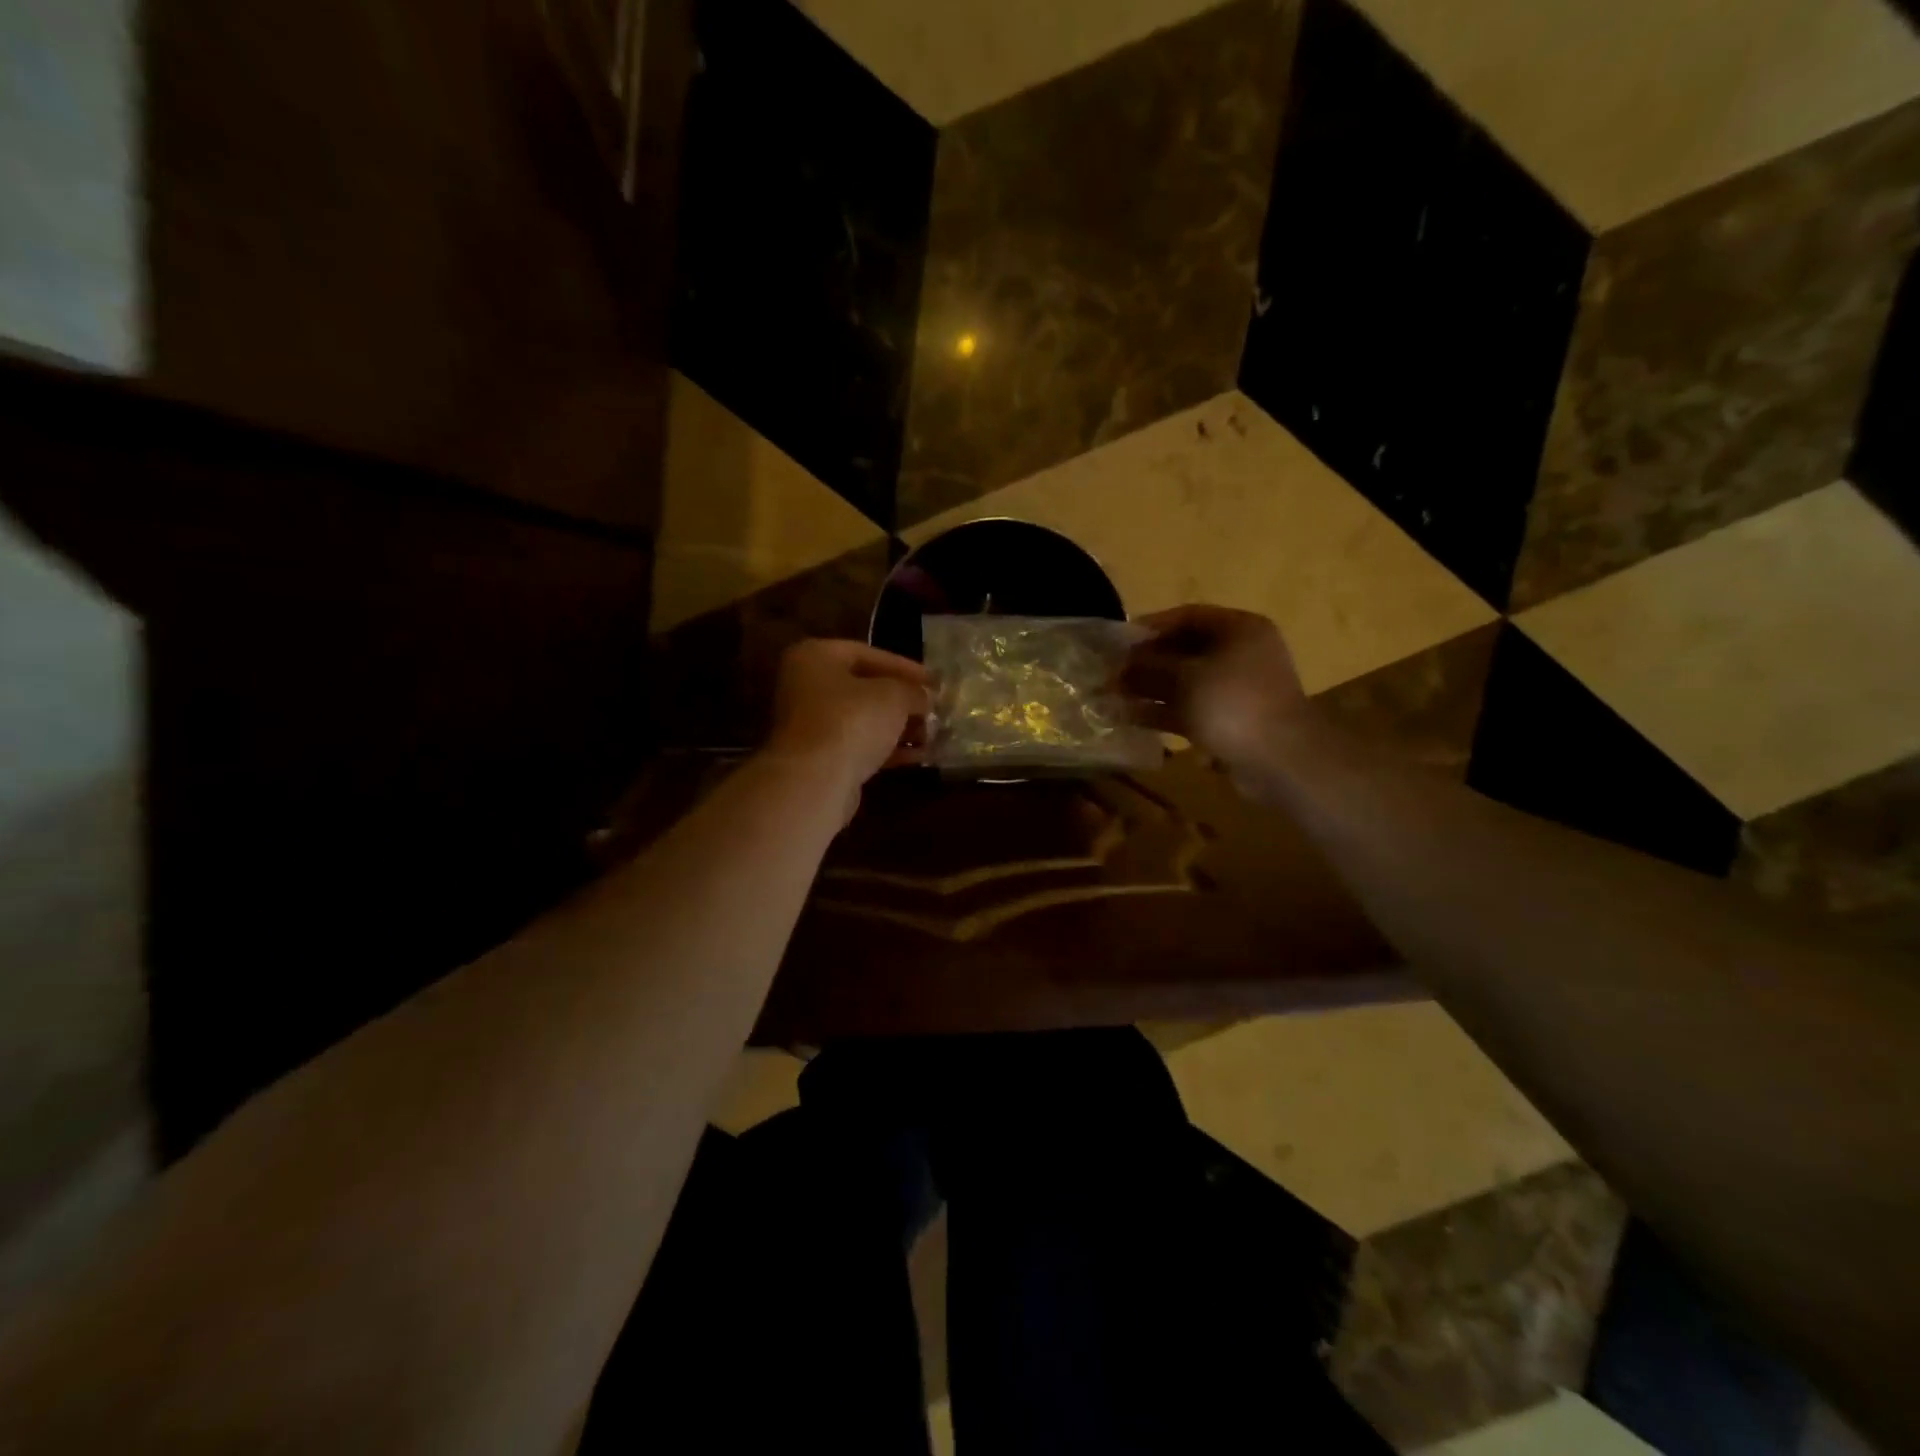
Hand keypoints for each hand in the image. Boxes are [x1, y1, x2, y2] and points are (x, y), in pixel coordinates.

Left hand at [767, 638, 930, 802]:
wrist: (815, 780)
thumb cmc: (852, 721)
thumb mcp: (894, 695)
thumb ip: (913, 691)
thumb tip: (925, 697)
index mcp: (815, 657)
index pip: (868, 654)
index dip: (906, 668)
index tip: (935, 682)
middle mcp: (806, 686)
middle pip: (865, 688)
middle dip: (903, 701)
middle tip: (934, 709)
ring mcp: (810, 725)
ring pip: (863, 720)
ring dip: (899, 727)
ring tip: (933, 735)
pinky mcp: (819, 758)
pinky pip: (859, 745)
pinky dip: (887, 749)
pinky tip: (919, 756)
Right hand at [1124, 605, 1310, 780]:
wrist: (1279, 758)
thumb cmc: (1232, 703)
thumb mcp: (1184, 677)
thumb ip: (1150, 666)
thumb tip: (1122, 664)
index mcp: (1239, 629)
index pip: (1187, 616)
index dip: (1151, 626)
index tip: (1119, 641)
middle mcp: (1241, 653)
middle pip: (1185, 650)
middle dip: (1146, 662)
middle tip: (1112, 673)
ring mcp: (1237, 689)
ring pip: (1185, 682)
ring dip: (1150, 689)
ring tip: (1113, 697)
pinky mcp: (1231, 720)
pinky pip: (1191, 709)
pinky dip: (1164, 712)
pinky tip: (1131, 718)